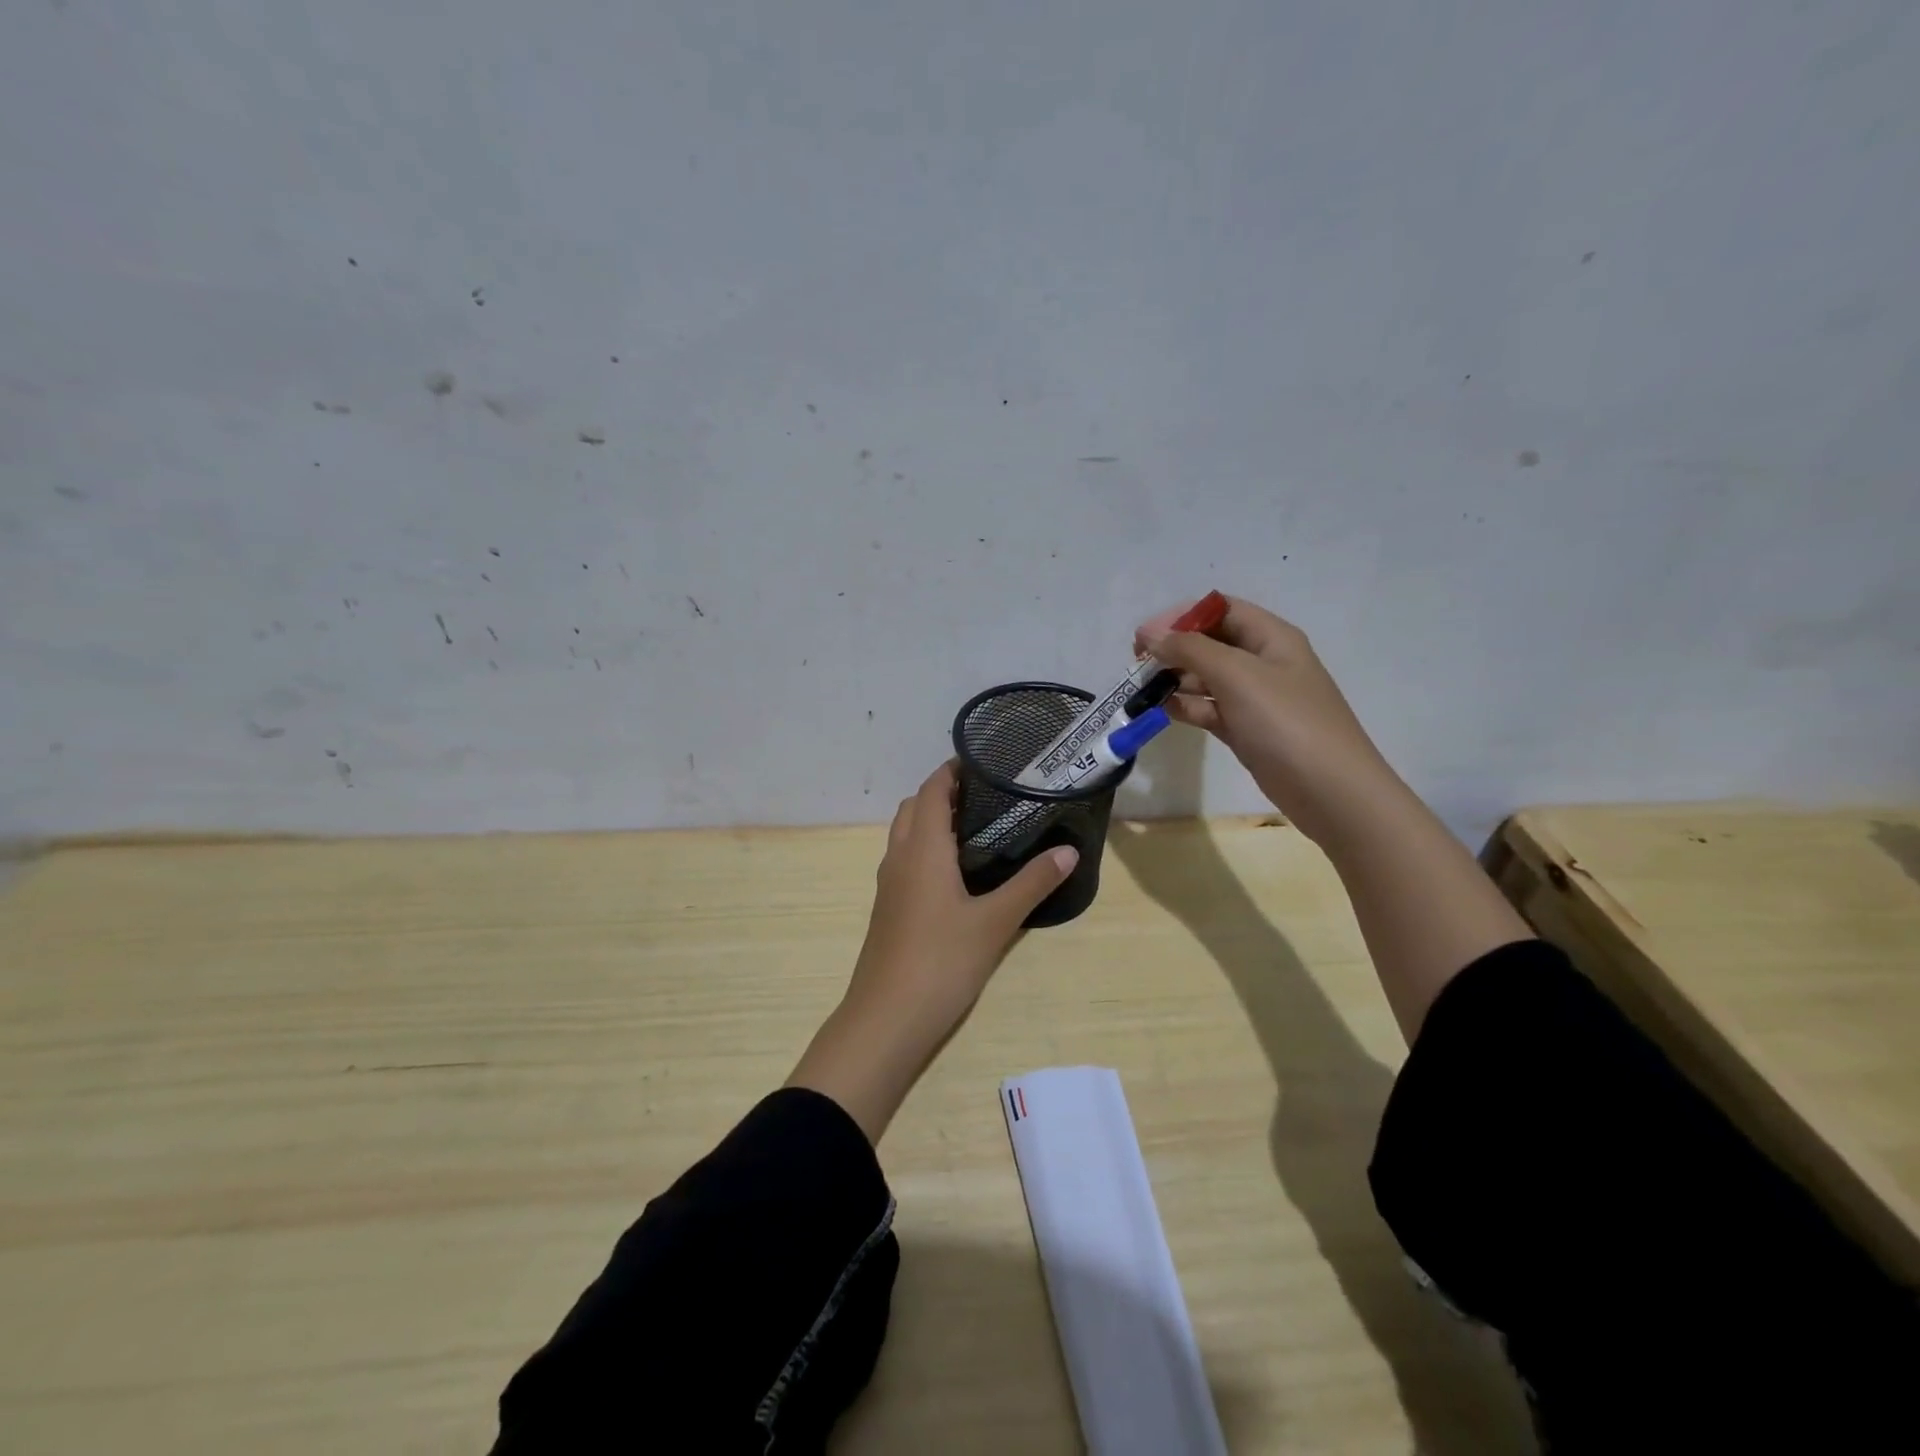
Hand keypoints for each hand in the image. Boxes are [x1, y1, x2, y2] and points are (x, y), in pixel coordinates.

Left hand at [787, 763, 1078, 1141]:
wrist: (886, 1019)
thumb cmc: (941, 961)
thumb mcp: (995, 922)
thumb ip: (1032, 883)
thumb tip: (1069, 850)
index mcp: (922, 848)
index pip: (932, 789)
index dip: (954, 770)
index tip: (987, 762)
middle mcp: (900, 856)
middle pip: (916, 806)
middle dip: (945, 793)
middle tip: (990, 796)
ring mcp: (890, 884)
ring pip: (907, 834)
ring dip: (934, 821)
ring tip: (980, 829)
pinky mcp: (889, 907)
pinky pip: (906, 859)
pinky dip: (928, 848)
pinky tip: (958, 873)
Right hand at [1136, 595, 1396, 848]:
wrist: (1331, 791)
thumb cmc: (1286, 722)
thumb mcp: (1237, 675)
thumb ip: (1190, 650)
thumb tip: (1151, 635)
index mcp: (1271, 637)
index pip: (1221, 609)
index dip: (1182, 615)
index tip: (1146, 635)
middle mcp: (1264, 662)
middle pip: (1211, 642)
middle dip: (1174, 648)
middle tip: (1137, 664)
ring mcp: (1256, 698)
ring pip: (1207, 678)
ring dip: (1175, 679)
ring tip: (1141, 689)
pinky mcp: (1247, 730)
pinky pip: (1210, 708)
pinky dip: (1186, 707)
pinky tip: (1161, 711)